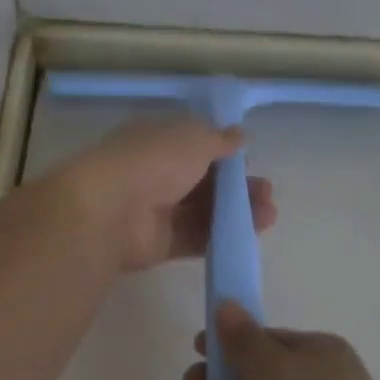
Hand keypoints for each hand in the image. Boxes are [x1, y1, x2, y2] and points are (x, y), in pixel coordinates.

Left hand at [57, 119, 277, 272]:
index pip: (194, 145)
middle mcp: (155, 174)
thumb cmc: (153, 161)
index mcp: (156, 140)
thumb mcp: (194, 139)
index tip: (248, 161)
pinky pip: (195, 238)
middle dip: (237, 187)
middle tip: (266, 193)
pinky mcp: (159, 243)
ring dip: (237, 212)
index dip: (223, 153)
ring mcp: (156, 210)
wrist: (110, 211)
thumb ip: (219, 140)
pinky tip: (249, 235)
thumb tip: (239, 135)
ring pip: (203, 211)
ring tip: (268, 215)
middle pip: (203, 181)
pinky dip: (221, 236)